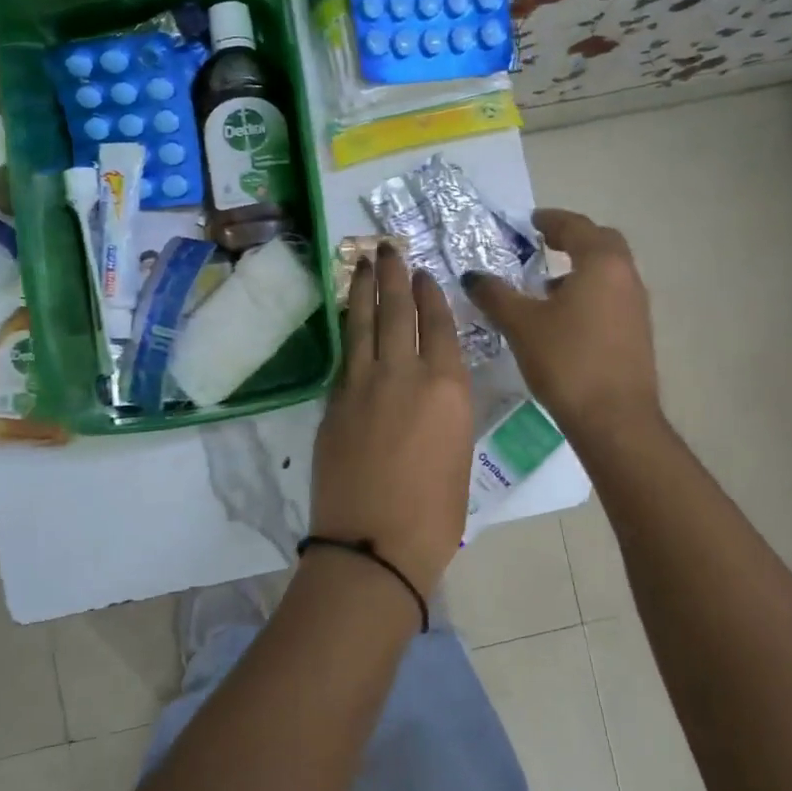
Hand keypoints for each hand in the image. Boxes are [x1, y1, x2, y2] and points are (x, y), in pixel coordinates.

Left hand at [310, 244, 472, 596]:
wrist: (374, 543)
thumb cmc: (435, 513)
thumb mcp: (457, 452)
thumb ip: (444, 410)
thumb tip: (430, 391)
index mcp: (447, 387)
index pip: (437, 324)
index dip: (430, 294)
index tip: (423, 272)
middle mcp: (404, 374)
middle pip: (397, 311)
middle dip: (393, 275)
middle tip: (386, 247)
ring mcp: (362, 385)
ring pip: (364, 324)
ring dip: (364, 290)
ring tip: (364, 262)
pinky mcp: (334, 402)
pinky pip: (345, 354)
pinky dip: (348, 328)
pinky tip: (348, 316)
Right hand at [464, 208, 659, 439]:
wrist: (615, 418)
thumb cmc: (567, 361)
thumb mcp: (521, 324)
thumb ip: (495, 295)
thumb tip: (473, 276)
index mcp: (601, 264)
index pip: (576, 227)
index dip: (551, 220)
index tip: (531, 220)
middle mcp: (626, 277)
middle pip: (601, 243)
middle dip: (572, 239)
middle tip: (543, 244)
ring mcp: (637, 306)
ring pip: (608, 273)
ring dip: (580, 269)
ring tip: (546, 286)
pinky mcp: (637, 333)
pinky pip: (612, 297)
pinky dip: (589, 293)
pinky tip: (563, 319)